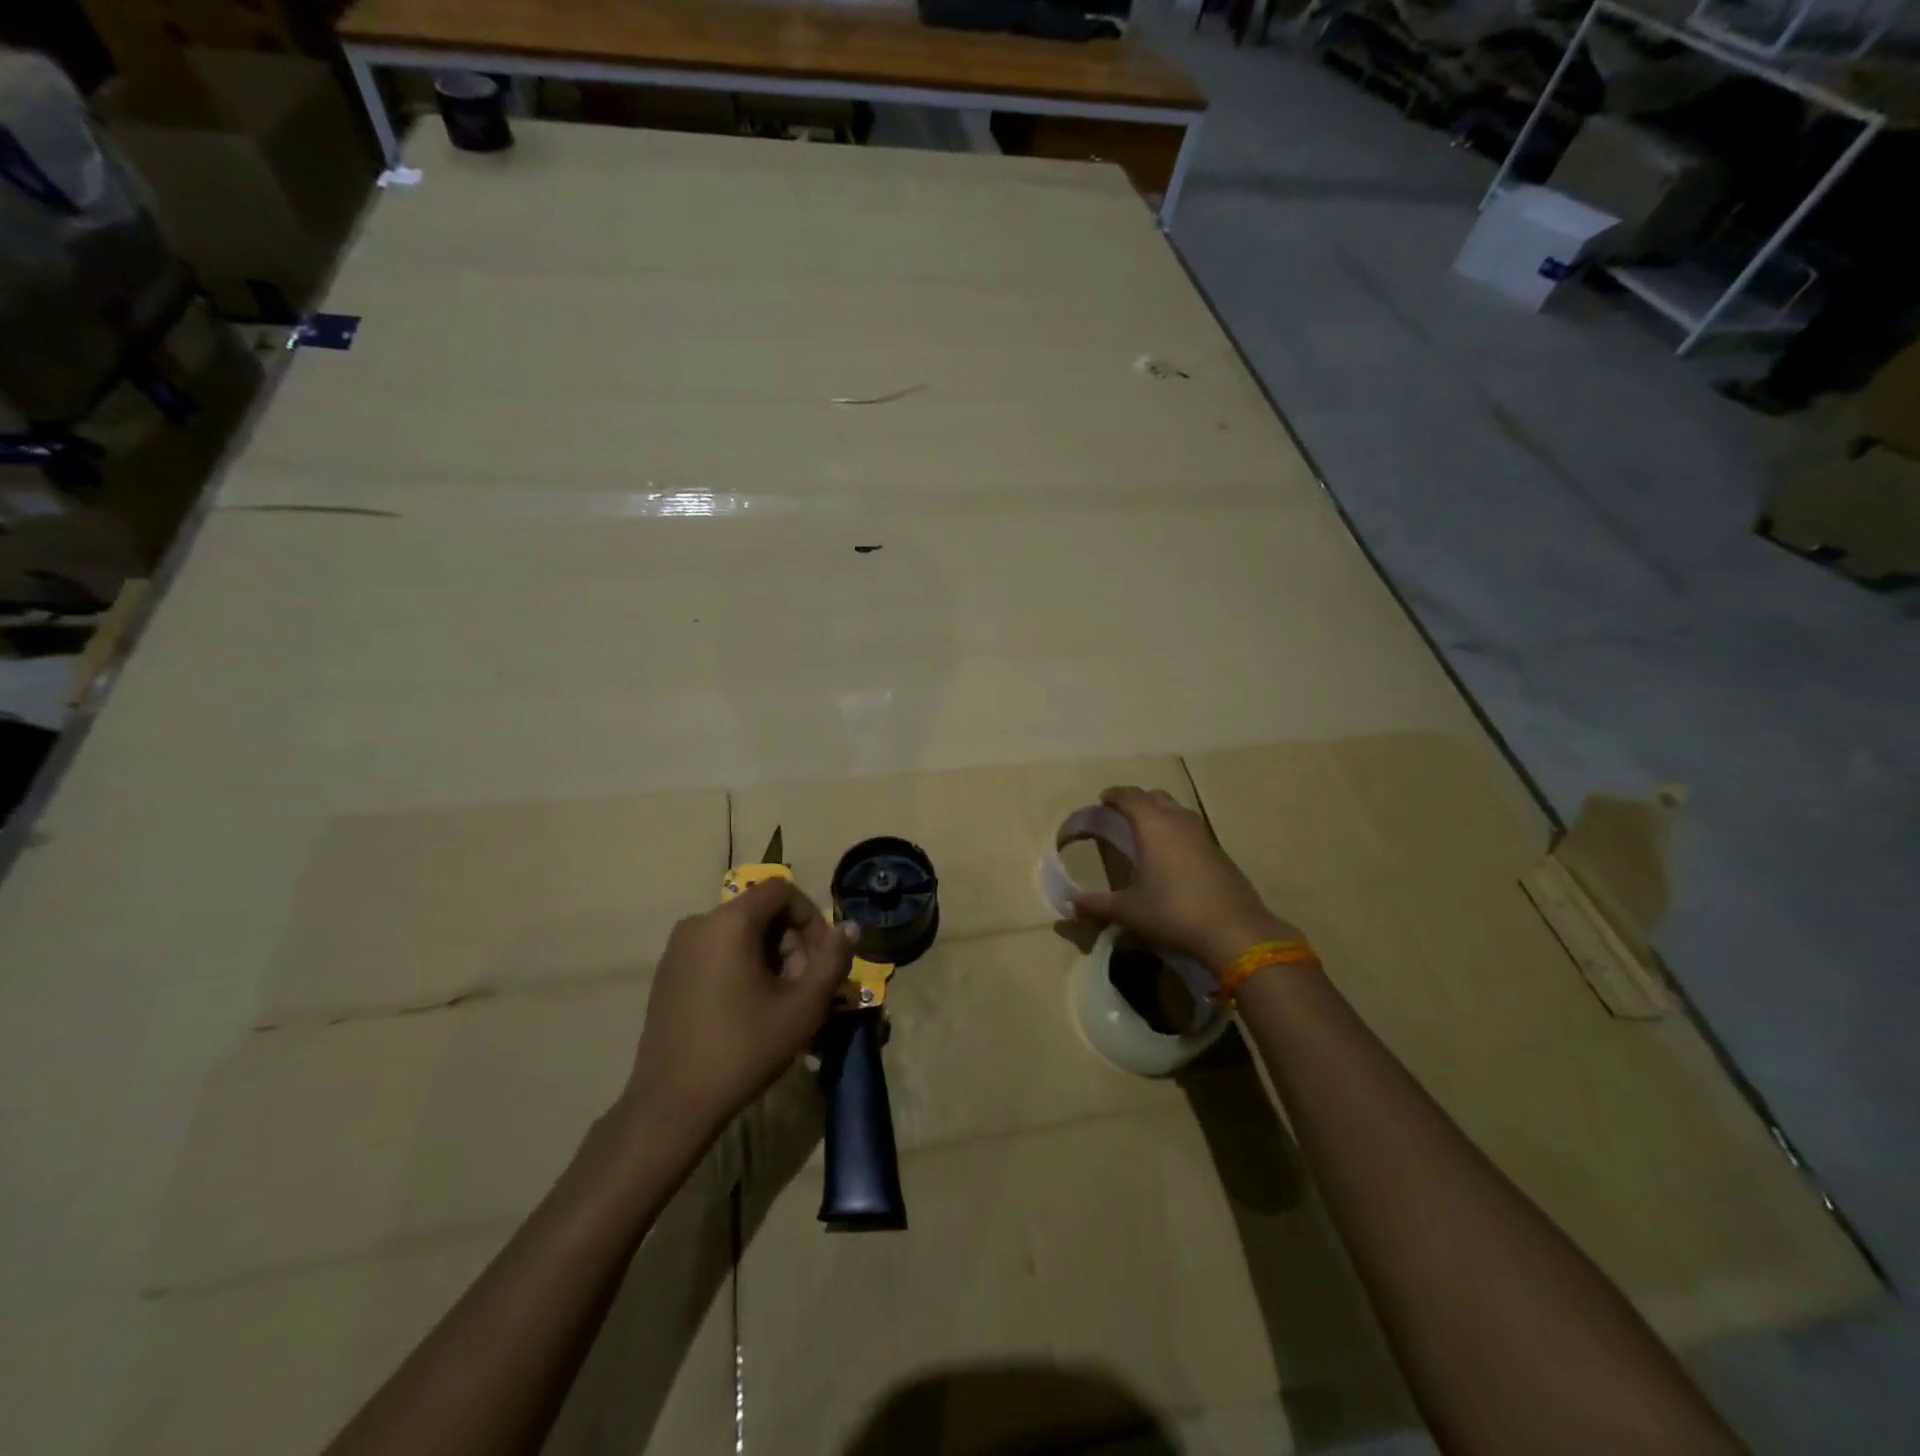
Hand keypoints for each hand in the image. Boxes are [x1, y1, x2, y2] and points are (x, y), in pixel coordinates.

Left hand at [626, 879, 856, 1139]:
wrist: (671, 1106)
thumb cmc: (743, 1049)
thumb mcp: (803, 1007)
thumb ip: (833, 960)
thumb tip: (851, 928)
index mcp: (729, 922)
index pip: (782, 891)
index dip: (812, 918)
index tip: (822, 960)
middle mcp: (698, 923)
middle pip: (761, 912)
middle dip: (792, 943)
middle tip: (804, 988)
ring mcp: (677, 949)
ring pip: (740, 934)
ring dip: (770, 958)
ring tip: (780, 1003)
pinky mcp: (668, 973)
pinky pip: (717, 951)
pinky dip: (742, 967)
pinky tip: (749, 1009)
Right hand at [1071, 786, 1295, 974]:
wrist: (1234, 931)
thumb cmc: (1173, 912)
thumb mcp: (1129, 911)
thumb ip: (1098, 905)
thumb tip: (1070, 906)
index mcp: (1153, 825)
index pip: (1130, 796)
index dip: (1115, 795)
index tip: (1103, 800)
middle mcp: (1178, 820)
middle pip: (1155, 797)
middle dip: (1137, 801)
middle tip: (1121, 815)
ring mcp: (1203, 834)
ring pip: (1177, 810)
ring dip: (1160, 814)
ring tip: (1146, 832)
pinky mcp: (1219, 851)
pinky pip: (1191, 829)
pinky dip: (1177, 831)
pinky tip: (1172, 856)